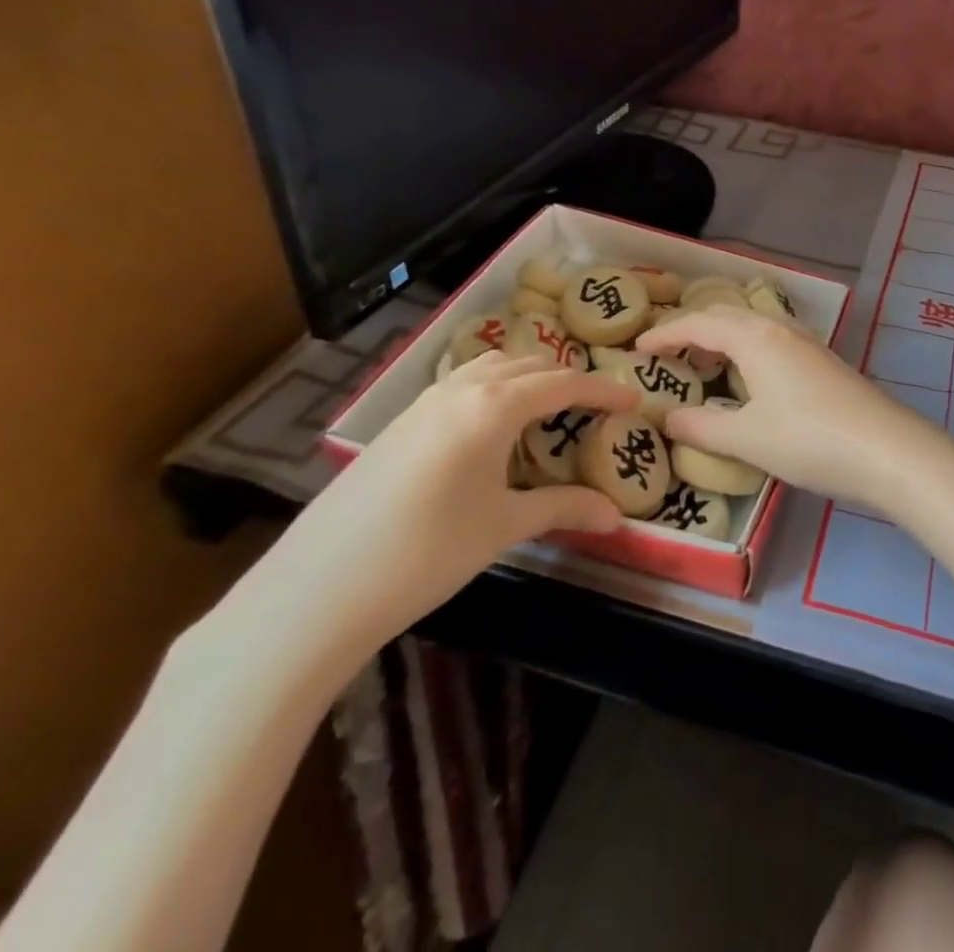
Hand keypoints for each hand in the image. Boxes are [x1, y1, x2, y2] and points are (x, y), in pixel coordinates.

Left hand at [244, 352, 636, 669]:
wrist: (318, 587)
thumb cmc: (427, 551)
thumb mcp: (503, 526)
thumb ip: (563, 509)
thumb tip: (616, 516)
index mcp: (494, 405)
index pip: (565, 382)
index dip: (604, 389)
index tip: (635, 400)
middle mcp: (461, 388)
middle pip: (529, 365)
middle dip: (568, 379)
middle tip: (596, 407)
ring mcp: (424, 401)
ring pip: (490, 367)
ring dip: (527, 377)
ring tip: (547, 408)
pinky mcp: (400, 422)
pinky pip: (461, 384)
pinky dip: (493, 388)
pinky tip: (491, 427)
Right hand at [637, 306, 947, 513]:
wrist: (889, 451)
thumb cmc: (809, 439)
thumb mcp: (747, 438)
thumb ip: (702, 427)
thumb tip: (668, 419)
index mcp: (755, 337)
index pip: (699, 324)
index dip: (665, 334)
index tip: (637, 349)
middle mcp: (780, 330)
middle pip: (727, 317)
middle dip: (692, 330)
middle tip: (666, 353)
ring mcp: (807, 344)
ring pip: (753, 327)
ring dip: (723, 338)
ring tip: (703, 364)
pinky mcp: (824, 363)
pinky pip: (772, 342)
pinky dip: (747, 351)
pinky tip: (750, 380)